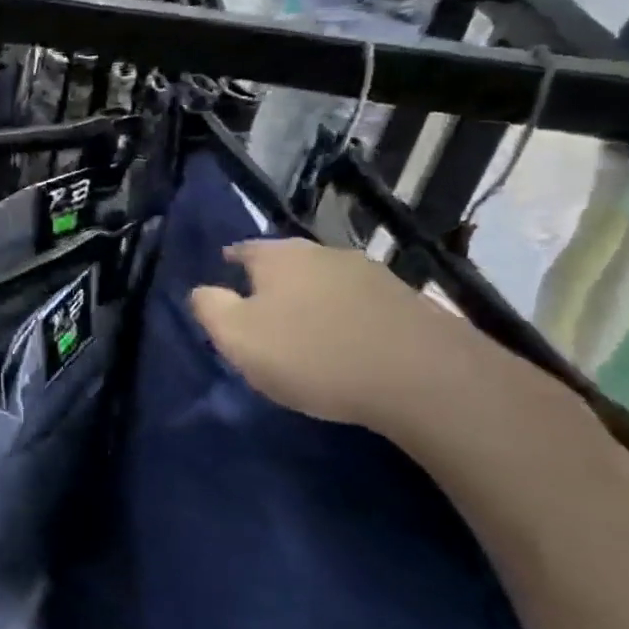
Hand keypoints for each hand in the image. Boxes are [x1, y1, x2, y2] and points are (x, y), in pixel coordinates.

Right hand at [190, 239, 482, 430]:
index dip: (230, 262)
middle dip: (273, 283)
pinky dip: (349, 318)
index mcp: (279, 256)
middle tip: (262, 311)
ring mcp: (374, 275)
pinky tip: (349, 343)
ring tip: (306, 329)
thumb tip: (202, 290)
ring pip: (328, 282)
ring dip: (314, 300)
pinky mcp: (411, 303)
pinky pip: (362, 305)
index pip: (243, 249)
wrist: (426, 379)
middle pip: (288, 263)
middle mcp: (325, 253)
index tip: (223, 278)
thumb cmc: (312, 354)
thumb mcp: (237, 337)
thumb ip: (209, 308)